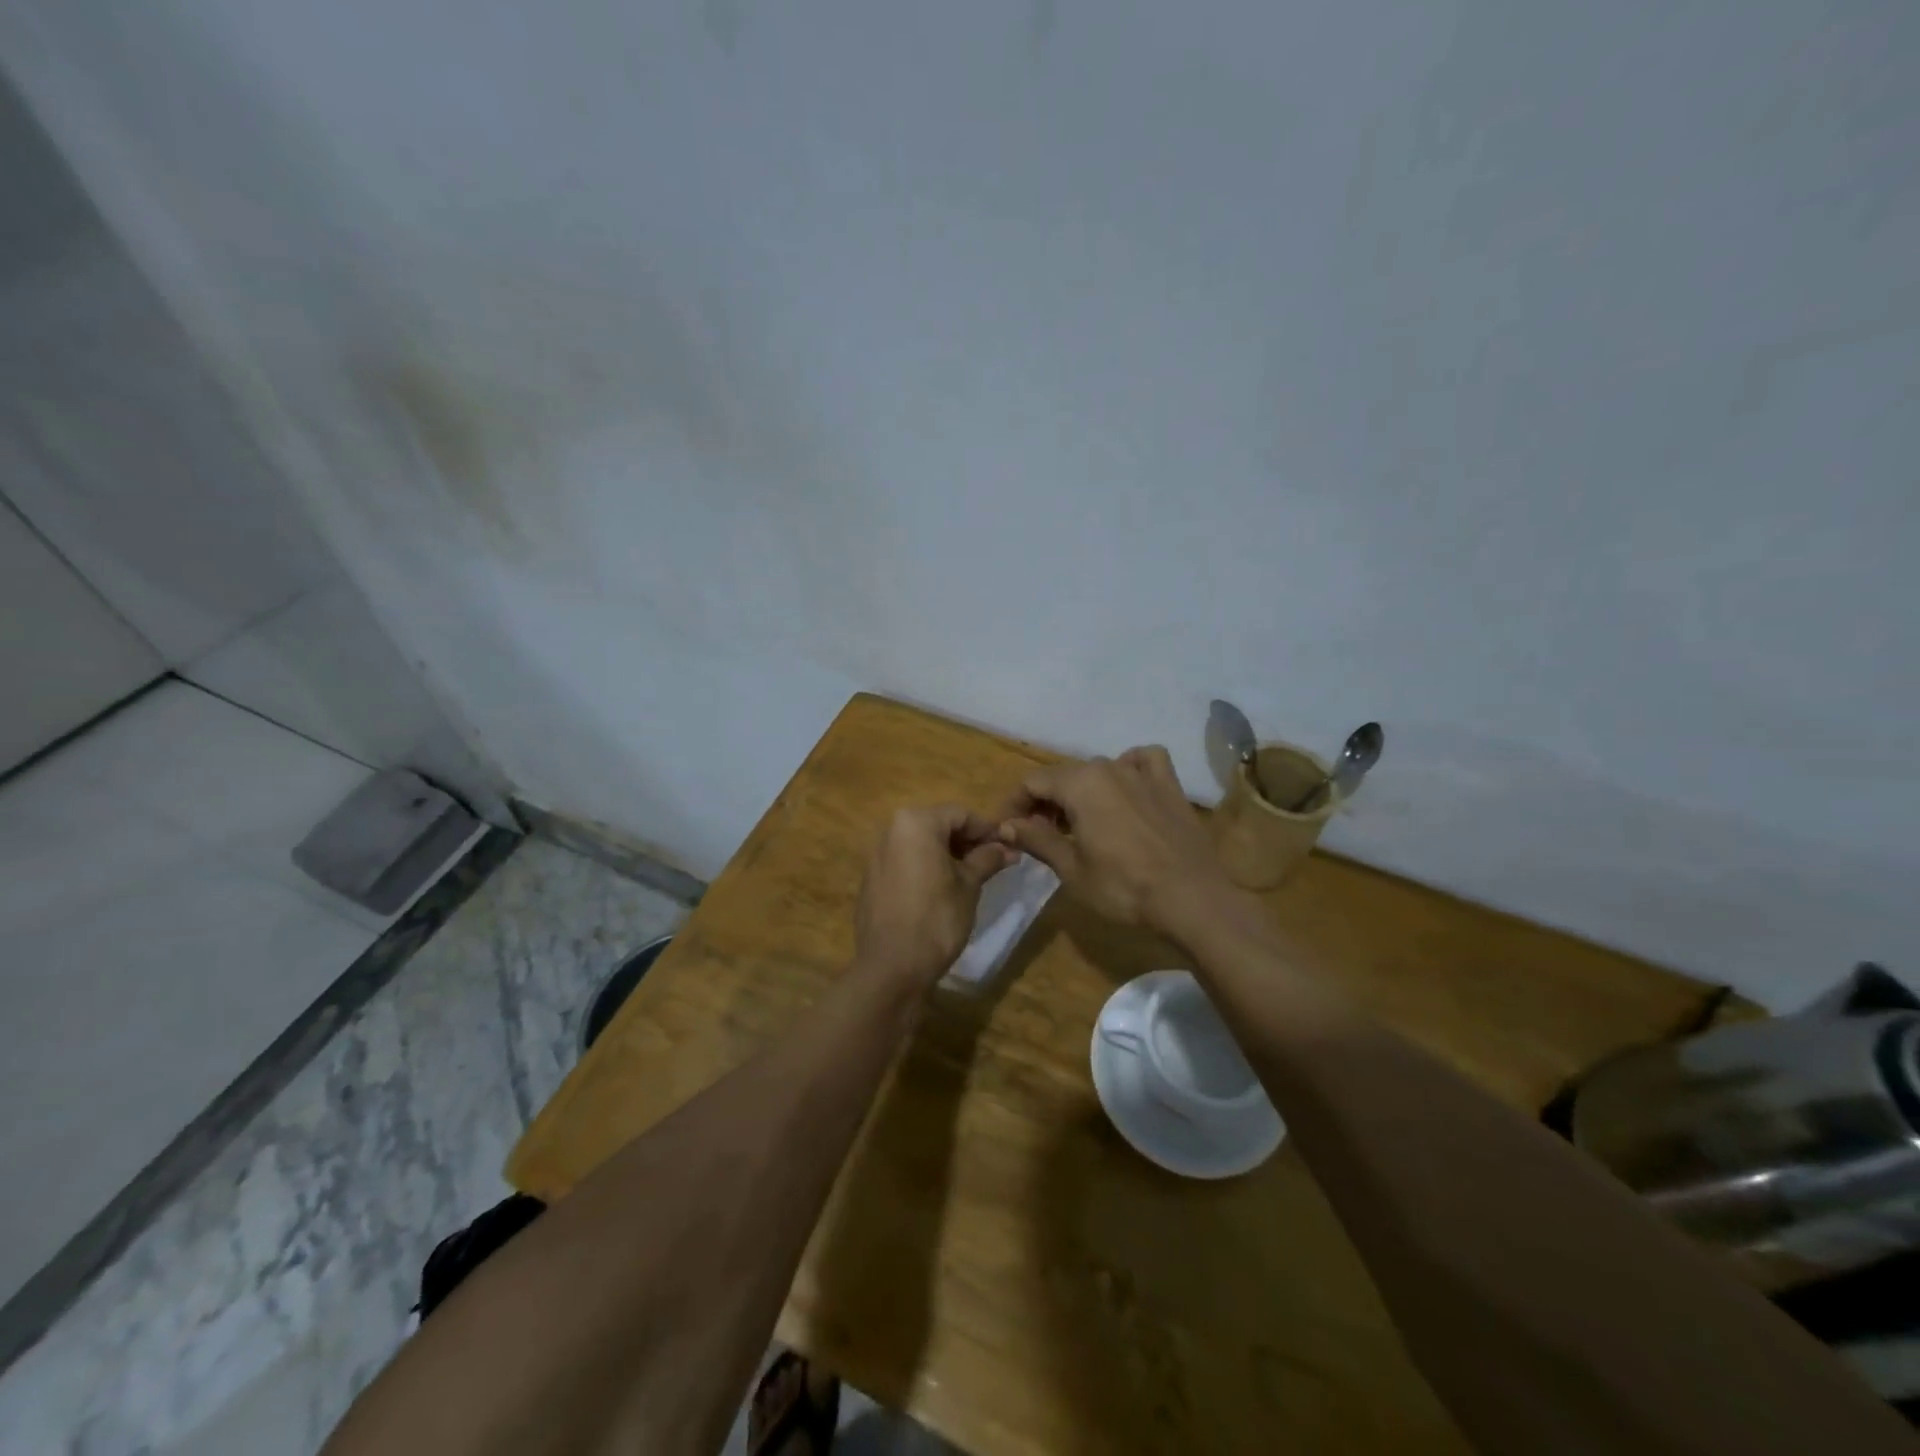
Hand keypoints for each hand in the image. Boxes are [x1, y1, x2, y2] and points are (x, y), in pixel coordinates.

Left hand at [855, 805, 1015, 988]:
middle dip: (968, 842)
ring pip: (921, 844)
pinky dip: (927, 867)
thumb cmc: (936, 918)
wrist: (892, 966)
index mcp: (915, 823)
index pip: (961, 815)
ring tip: (973, 876)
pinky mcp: (871, 878)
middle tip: (994, 862)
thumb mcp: (969, 885)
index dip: (987, 830)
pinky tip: (943, 890)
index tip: (1009, 848)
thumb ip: (987, 859)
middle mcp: (891, 830)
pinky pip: (905, 862)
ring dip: (948, 854)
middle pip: (939, 825)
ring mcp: (877, 854)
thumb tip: (1007, 848)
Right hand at [996, 747, 1238, 938]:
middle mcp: (1109, 767)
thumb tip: (1007, 824)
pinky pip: (1143, 761)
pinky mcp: (1170, 785)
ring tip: (1078, 821)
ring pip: (1099, 769)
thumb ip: (1037, 839)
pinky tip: (1127, 789)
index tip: (1008, 830)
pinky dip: (1129, 768)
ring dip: (1080, 790)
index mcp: (1079, 783)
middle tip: (1038, 834)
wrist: (1192, 900)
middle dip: (1044, 801)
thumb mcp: (1071, 869)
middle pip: (1063, 775)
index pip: (1032, 782)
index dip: (1014, 805)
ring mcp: (1142, 773)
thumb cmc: (1123, 888)